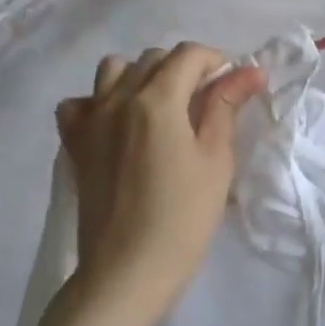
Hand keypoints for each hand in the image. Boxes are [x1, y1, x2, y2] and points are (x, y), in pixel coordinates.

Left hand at [54, 43, 267, 325]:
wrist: (128, 270)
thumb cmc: (184, 215)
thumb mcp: (216, 158)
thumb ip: (226, 106)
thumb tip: (249, 71)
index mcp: (157, 100)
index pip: (189, 55)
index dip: (217, 62)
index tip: (235, 86)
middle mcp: (117, 99)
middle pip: (153, 59)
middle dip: (185, 69)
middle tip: (207, 102)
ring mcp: (90, 121)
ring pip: (113, 71)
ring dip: (141, 76)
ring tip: (162, 107)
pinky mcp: (74, 145)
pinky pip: (80, 103)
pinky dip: (99, 102)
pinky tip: (118, 124)